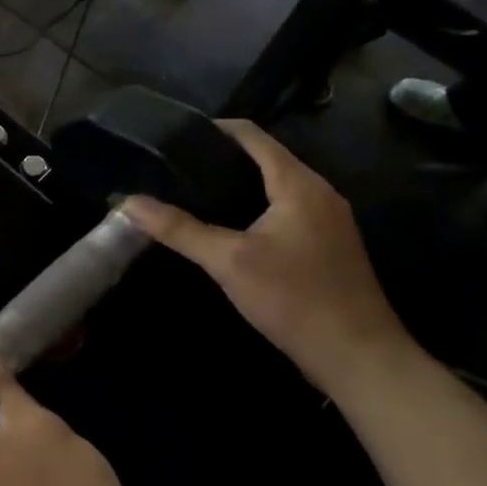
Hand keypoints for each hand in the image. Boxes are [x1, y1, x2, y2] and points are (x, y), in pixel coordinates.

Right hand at [123, 119, 408, 394]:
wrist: (358, 356)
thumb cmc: (294, 298)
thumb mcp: (228, 262)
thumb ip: (178, 229)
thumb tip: (128, 203)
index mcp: (299, 183)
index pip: (253, 136)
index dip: (215, 129)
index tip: (175, 136)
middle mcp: (319, 192)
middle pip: (266, 158)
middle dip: (221, 158)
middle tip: (175, 168)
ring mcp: (328, 220)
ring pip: (276, 186)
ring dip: (238, 184)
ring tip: (193, 194)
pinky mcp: (328, 246)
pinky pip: (285, 210)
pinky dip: (254, 207)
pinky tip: (228, 228)